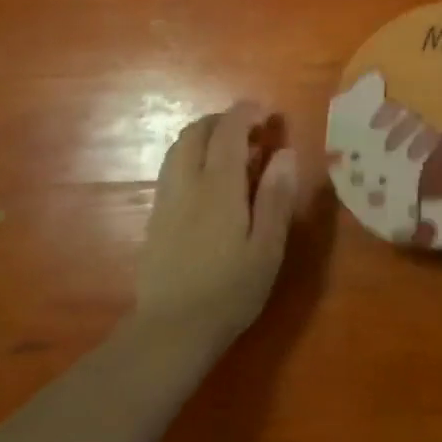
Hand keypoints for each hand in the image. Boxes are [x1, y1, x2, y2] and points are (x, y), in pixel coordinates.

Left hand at [138, 103, 299, 348]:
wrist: (172, 329)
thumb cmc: (230, 290)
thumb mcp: (267, 247)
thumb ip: (276, 197)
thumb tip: (285, 153)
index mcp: (218, 186)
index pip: (227, 131)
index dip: (245, 113)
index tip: (266, 112)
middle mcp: (187, 183)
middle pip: (196, 132)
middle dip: (222, 121)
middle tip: (251, 132)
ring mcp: (166, 199)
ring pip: (179, 148)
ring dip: (204, 138)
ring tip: (231, 154)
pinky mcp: (156, 217)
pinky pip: (172, 169)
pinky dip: (192, 158)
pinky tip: (209, 183)